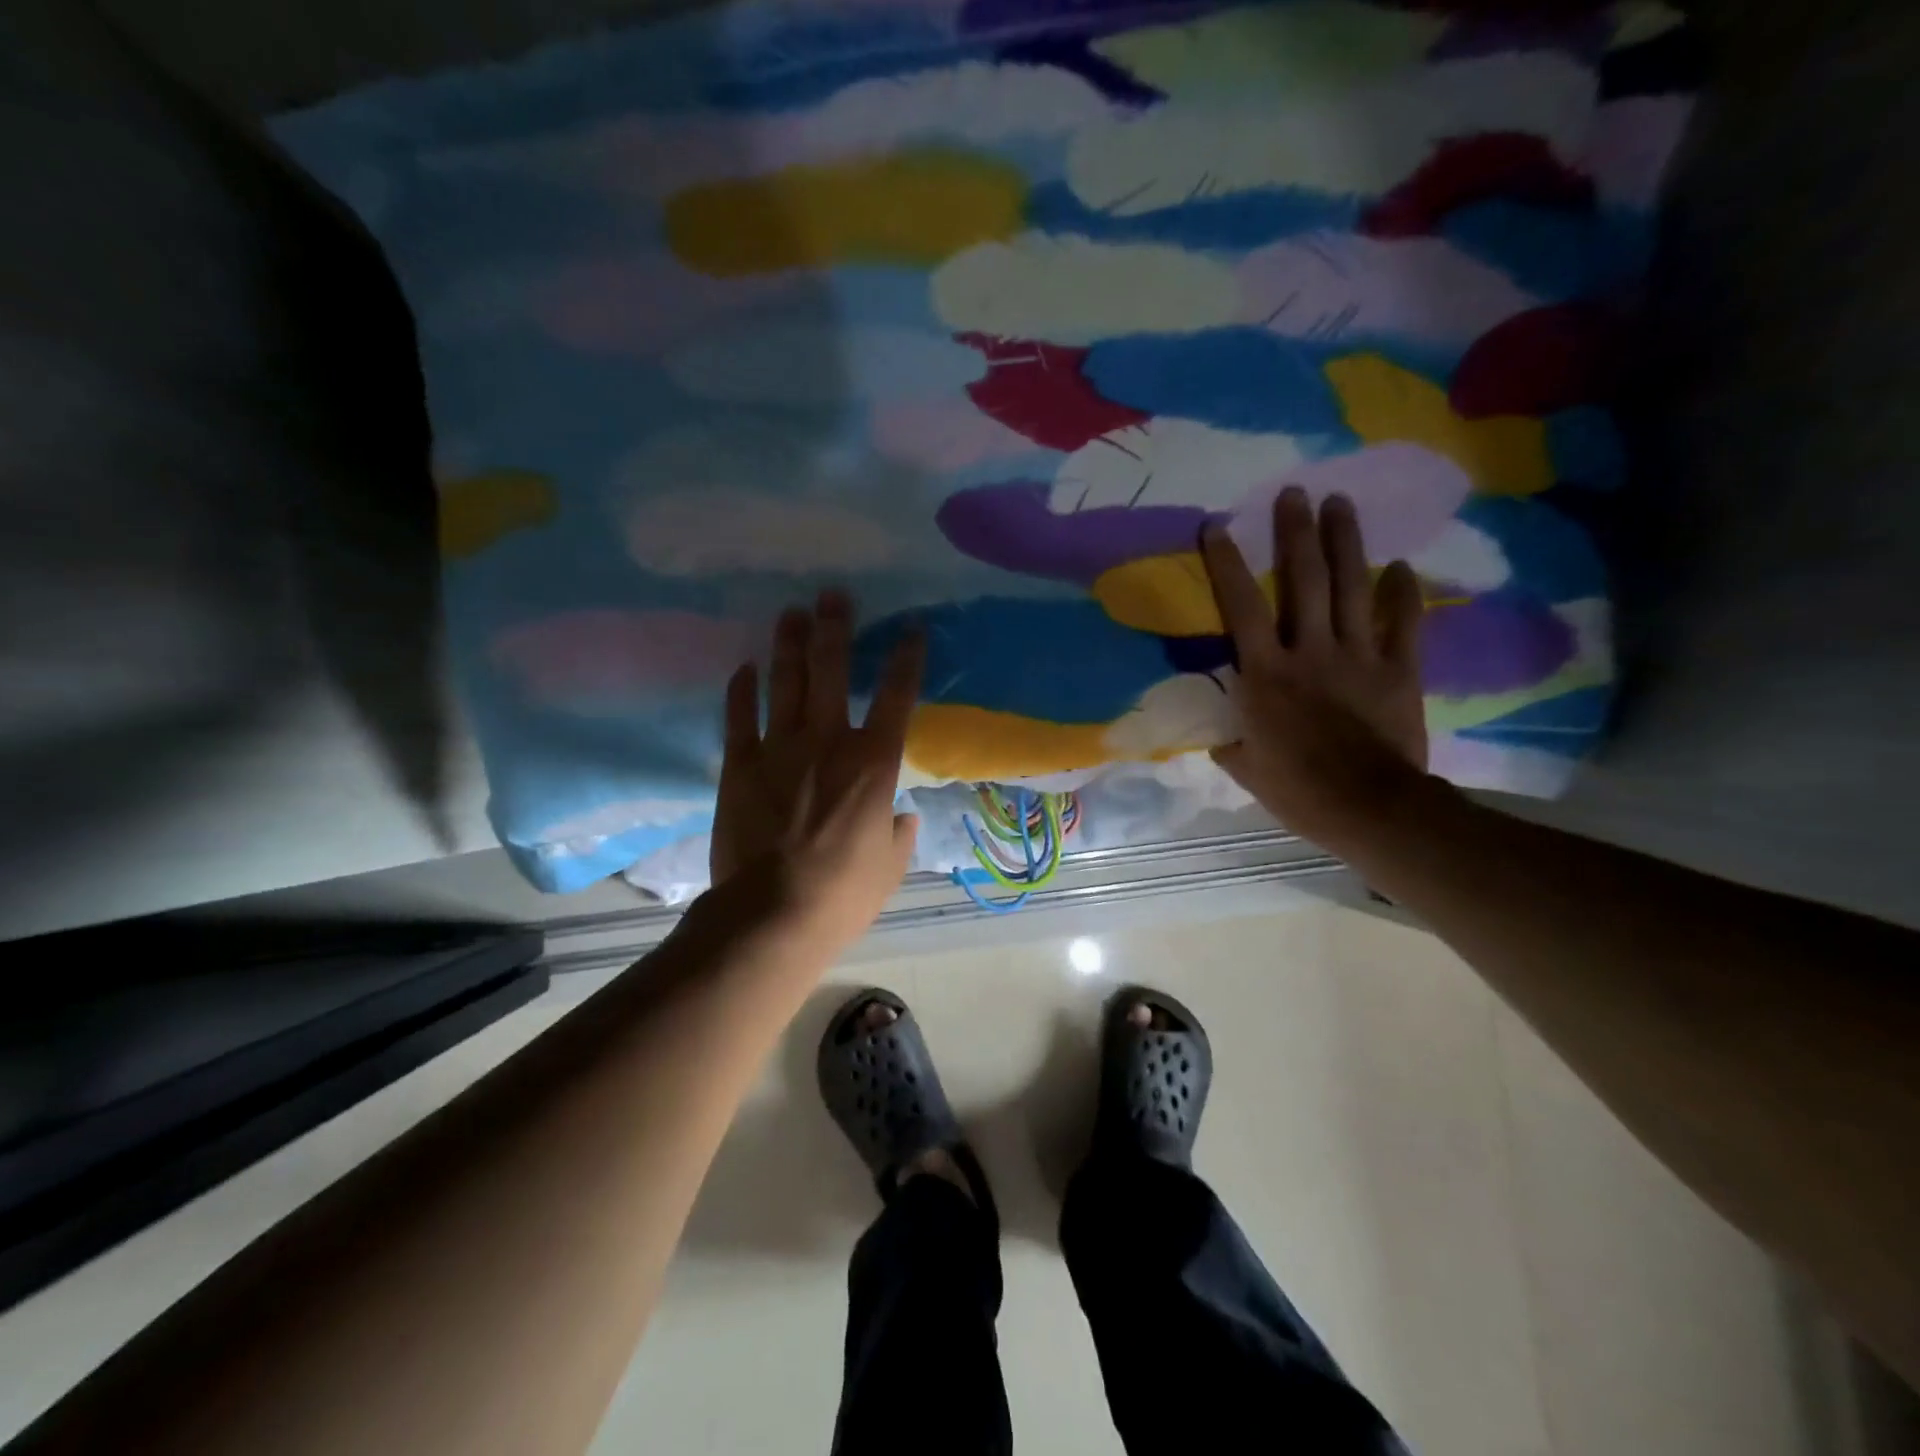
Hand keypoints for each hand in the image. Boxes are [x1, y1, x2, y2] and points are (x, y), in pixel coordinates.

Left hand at [709, 591, 922, 954]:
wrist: (773, 914)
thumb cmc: (843, 893)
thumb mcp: (889, 867)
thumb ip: (898, 835)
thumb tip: (902, 818)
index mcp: (874, 762)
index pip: (897, 696)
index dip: (907, 658)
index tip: (912, 628)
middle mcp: (828, 740)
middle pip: (832, 670)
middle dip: (835, 628)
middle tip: (833, 595)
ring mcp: (780, 748)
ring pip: (785, 682)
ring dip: (789, 643)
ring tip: (792, 612)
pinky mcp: (739, 764)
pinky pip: (739, 716)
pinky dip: (741, 689)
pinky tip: (744, 667)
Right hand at [1199, 488, 1428, 847]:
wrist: (1370, 808)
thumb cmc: (1297, 789)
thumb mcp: (1246, 767)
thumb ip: (1232, 740)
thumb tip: (1224, 732)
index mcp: (1266, 674)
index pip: (1241, 608)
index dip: (1227, 565)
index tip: (1217, 526)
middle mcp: (1310, 652)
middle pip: (1306, 580)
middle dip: (1297, 532)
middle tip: (1295, 492)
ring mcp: (1359, 657)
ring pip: (1353, 588)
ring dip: (1346, 543)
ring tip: (1341, 503)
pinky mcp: (1399, 671)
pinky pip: (1404, 624)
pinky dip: (1402, 594)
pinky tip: (1400, 566)